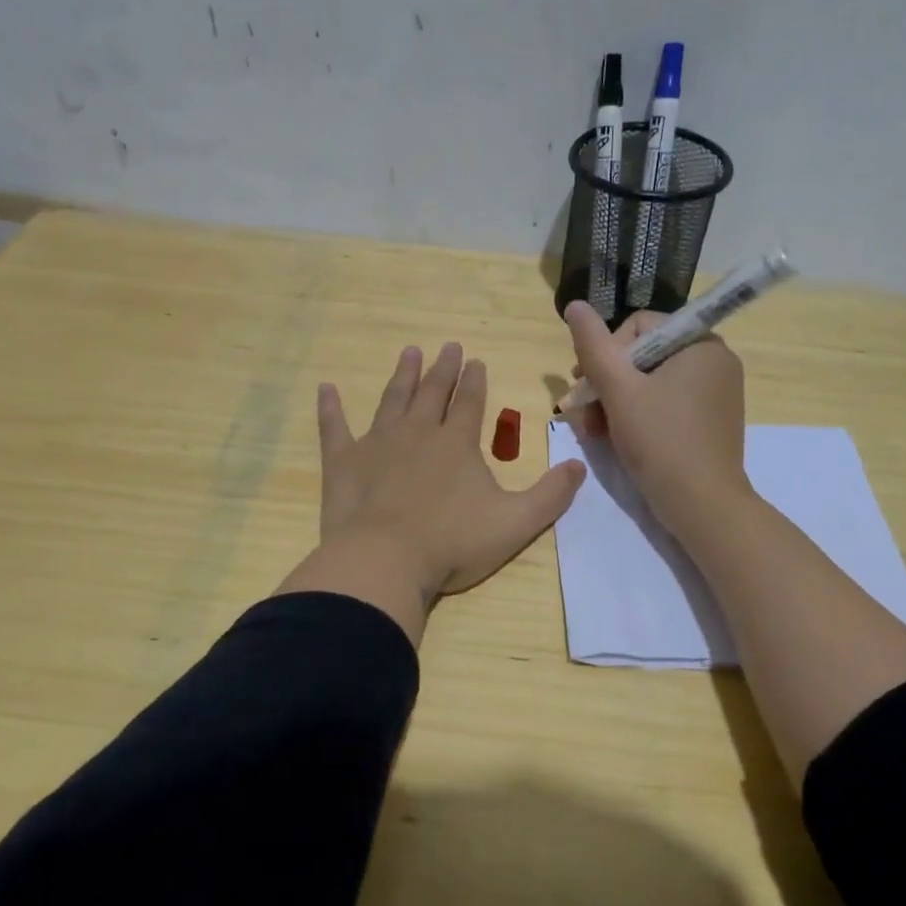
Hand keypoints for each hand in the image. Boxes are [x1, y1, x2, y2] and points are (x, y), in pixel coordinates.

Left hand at [278, 343, 586, 644]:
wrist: (386, 560)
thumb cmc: (453, 543)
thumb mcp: (516, 523)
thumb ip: (551, 495)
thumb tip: (579, 466)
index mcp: (456, 444)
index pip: (469, 403)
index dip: (474, 381)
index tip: (475, 360)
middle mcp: (417, 433)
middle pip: (432, 393)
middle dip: (442, 369)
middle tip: (447, 345)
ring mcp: (377, 444)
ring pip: (392, 400)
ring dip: (402, 376)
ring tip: (409, 353)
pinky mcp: (344, 463)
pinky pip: (334, 428)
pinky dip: (330, 408)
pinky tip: (326, 388)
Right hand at [564, 302, 750, 535]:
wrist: (703, 505)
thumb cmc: (660, 441)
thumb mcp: (619, 390)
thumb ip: (594, 346)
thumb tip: (574, 304)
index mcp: (700, 343)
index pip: (639, 326)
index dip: (606, 353)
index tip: (586, 385)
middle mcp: (714, 360)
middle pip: (643, 354)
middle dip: (607, 382)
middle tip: (583, 411)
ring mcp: (716, 392)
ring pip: (651, 382)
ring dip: (616, 402)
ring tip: (596, 431)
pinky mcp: (711, 420)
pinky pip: (666, 403)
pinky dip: (638, 415)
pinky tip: (617, 438)